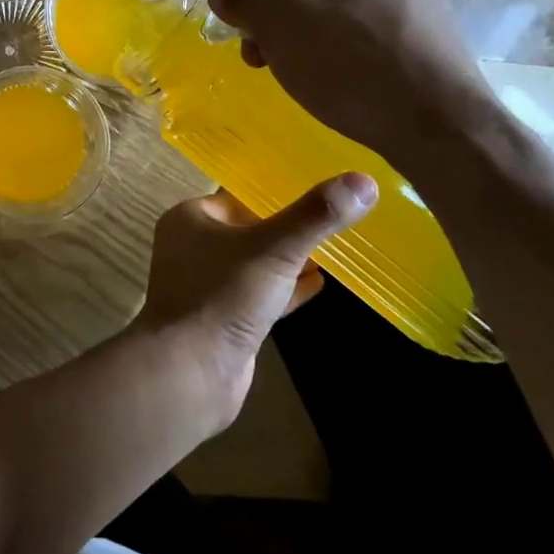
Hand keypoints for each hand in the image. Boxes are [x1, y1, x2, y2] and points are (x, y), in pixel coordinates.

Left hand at [139, 174, 377, 418]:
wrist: (190, 372)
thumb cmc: (223, 295)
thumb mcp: (274, 248)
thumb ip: (315, 216)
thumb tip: (363, 181)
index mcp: (190, 218)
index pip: (238, 195)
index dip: (277, 193)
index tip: (319, 190)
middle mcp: (192, 247)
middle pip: (249, 229)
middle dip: (288, 228)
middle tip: (333, 219)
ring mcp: (206, 285)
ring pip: (255, 264)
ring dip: (290, 260)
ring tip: (335, 250)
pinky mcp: (222, 319)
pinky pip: (258, 295)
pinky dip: (286, 289)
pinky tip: (320, 285)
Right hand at [207, 0, 499, 174]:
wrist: (441, 124)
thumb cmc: (350, 67)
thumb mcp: (278, 25)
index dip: (256, 17)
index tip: (257, 57)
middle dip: (287, 34)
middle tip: (282, 73)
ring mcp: (418, 3)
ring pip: (342, 23)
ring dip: (319, 50)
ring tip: (322, 87)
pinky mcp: (435, 41)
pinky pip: (375, 45)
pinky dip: (356, 64)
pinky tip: (357, 91)